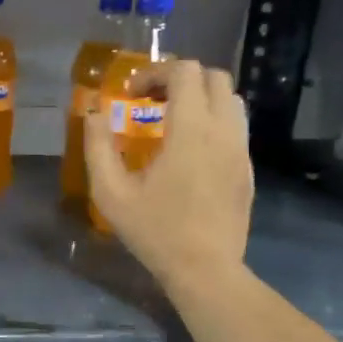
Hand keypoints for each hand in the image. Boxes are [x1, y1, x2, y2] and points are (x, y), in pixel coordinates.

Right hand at [83, 59, 253, 293]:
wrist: (205, 269)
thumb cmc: (154, 230)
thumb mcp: (111, 192)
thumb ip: (98, 146)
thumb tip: (93, 112)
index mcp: (191, 131)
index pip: (184, 72)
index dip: (155, 72)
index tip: (132, 95)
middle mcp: (223, 131)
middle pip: (213, 77)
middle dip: (180, 79)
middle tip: (151, 101)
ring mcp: (241, 149)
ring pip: (230, 100)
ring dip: (200, 98)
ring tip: (172, 121)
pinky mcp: (248, 168)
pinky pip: (236, 127)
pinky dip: (213, 121)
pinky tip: (190, 151)